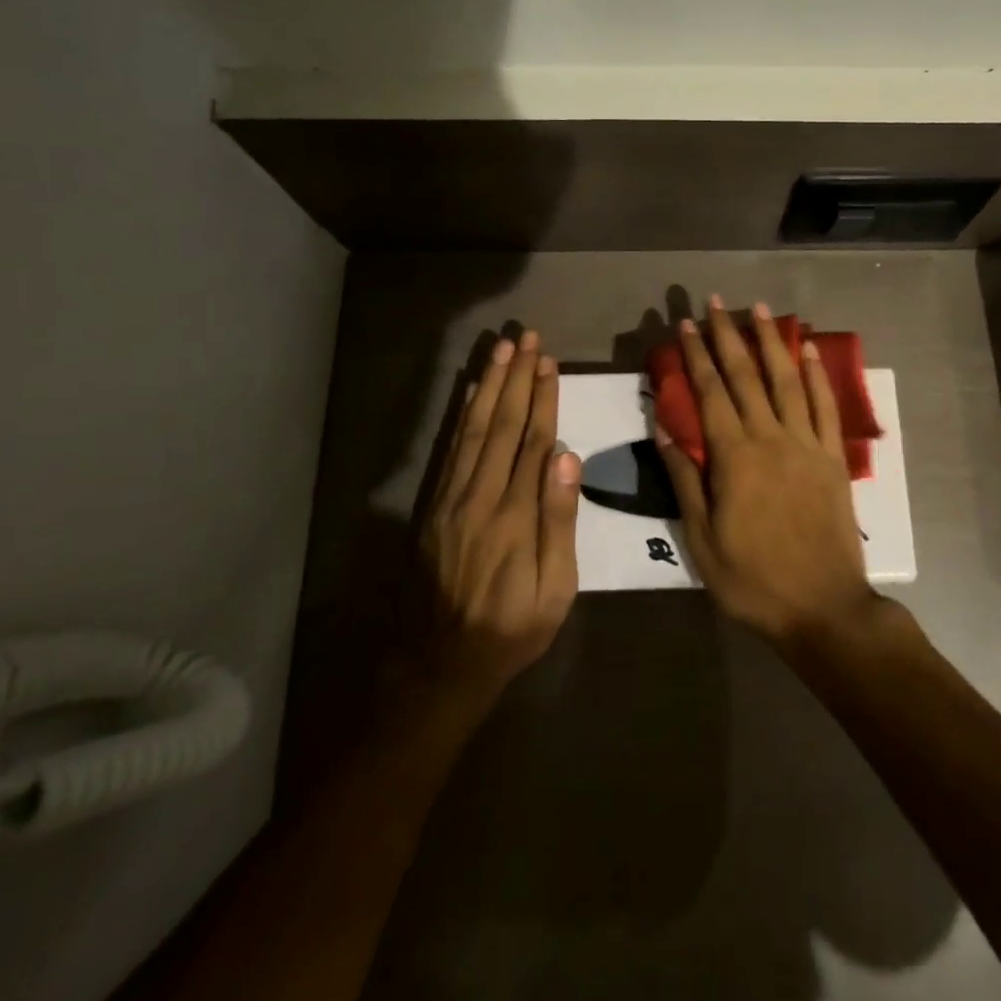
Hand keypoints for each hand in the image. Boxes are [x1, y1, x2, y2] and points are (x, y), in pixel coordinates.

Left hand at [423, 330, 580, 698]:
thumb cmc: (512, 627)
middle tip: (525, 338)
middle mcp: (480, 496)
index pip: (533, 441)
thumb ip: (559, 520)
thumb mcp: (554, 589)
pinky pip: (449, 450)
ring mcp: (451, 499)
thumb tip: (567, 457)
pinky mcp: (433, 506)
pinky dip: (461, 415)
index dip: (542, 399)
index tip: (548, 363)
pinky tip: (469, 392)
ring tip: (500, 351)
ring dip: (488, 386)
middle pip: (502, 424)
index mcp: (515, 514)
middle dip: (515, 378)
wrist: (441, 663)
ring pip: (473, 429)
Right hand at [655, 297, 878, 646]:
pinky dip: (816, 375)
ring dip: (771, 341)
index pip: (710, 393)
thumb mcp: (702, 540)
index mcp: (734, 458)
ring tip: (759, 308)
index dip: (696, 356)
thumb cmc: (753, 580)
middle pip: (745, 376)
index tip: (685, 325)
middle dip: (727, 335)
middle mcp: (770, 438)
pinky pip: (824, 406)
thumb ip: (684, 480)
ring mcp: (806, 444)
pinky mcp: (833, 457)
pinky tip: (807, 350)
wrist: (823, 608)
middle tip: (714, 302)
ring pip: (786, 380)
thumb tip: (665, 429)